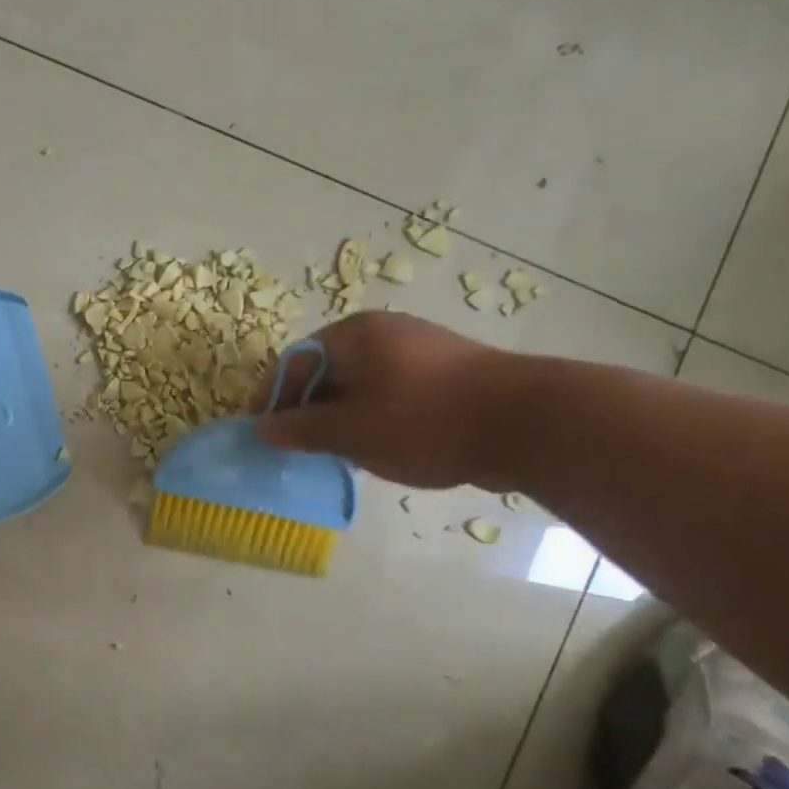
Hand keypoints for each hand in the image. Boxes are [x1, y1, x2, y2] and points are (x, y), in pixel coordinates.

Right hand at [255, 313, 519, 488]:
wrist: (527, 424)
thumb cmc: (423, 421)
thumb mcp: (350, 431)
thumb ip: (300, 429)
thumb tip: (261, 429)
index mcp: (353, 335)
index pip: (293, 363)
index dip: (272, 400)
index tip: (264, 437)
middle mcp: (382, 332)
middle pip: (325, 372)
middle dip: (308, 412)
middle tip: (300, 450)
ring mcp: (418, 350)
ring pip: (359, 386)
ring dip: (341, 419)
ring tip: (339, 455)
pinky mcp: (445, 373)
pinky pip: (391, 393)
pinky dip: (374, 418)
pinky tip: (381, 448)